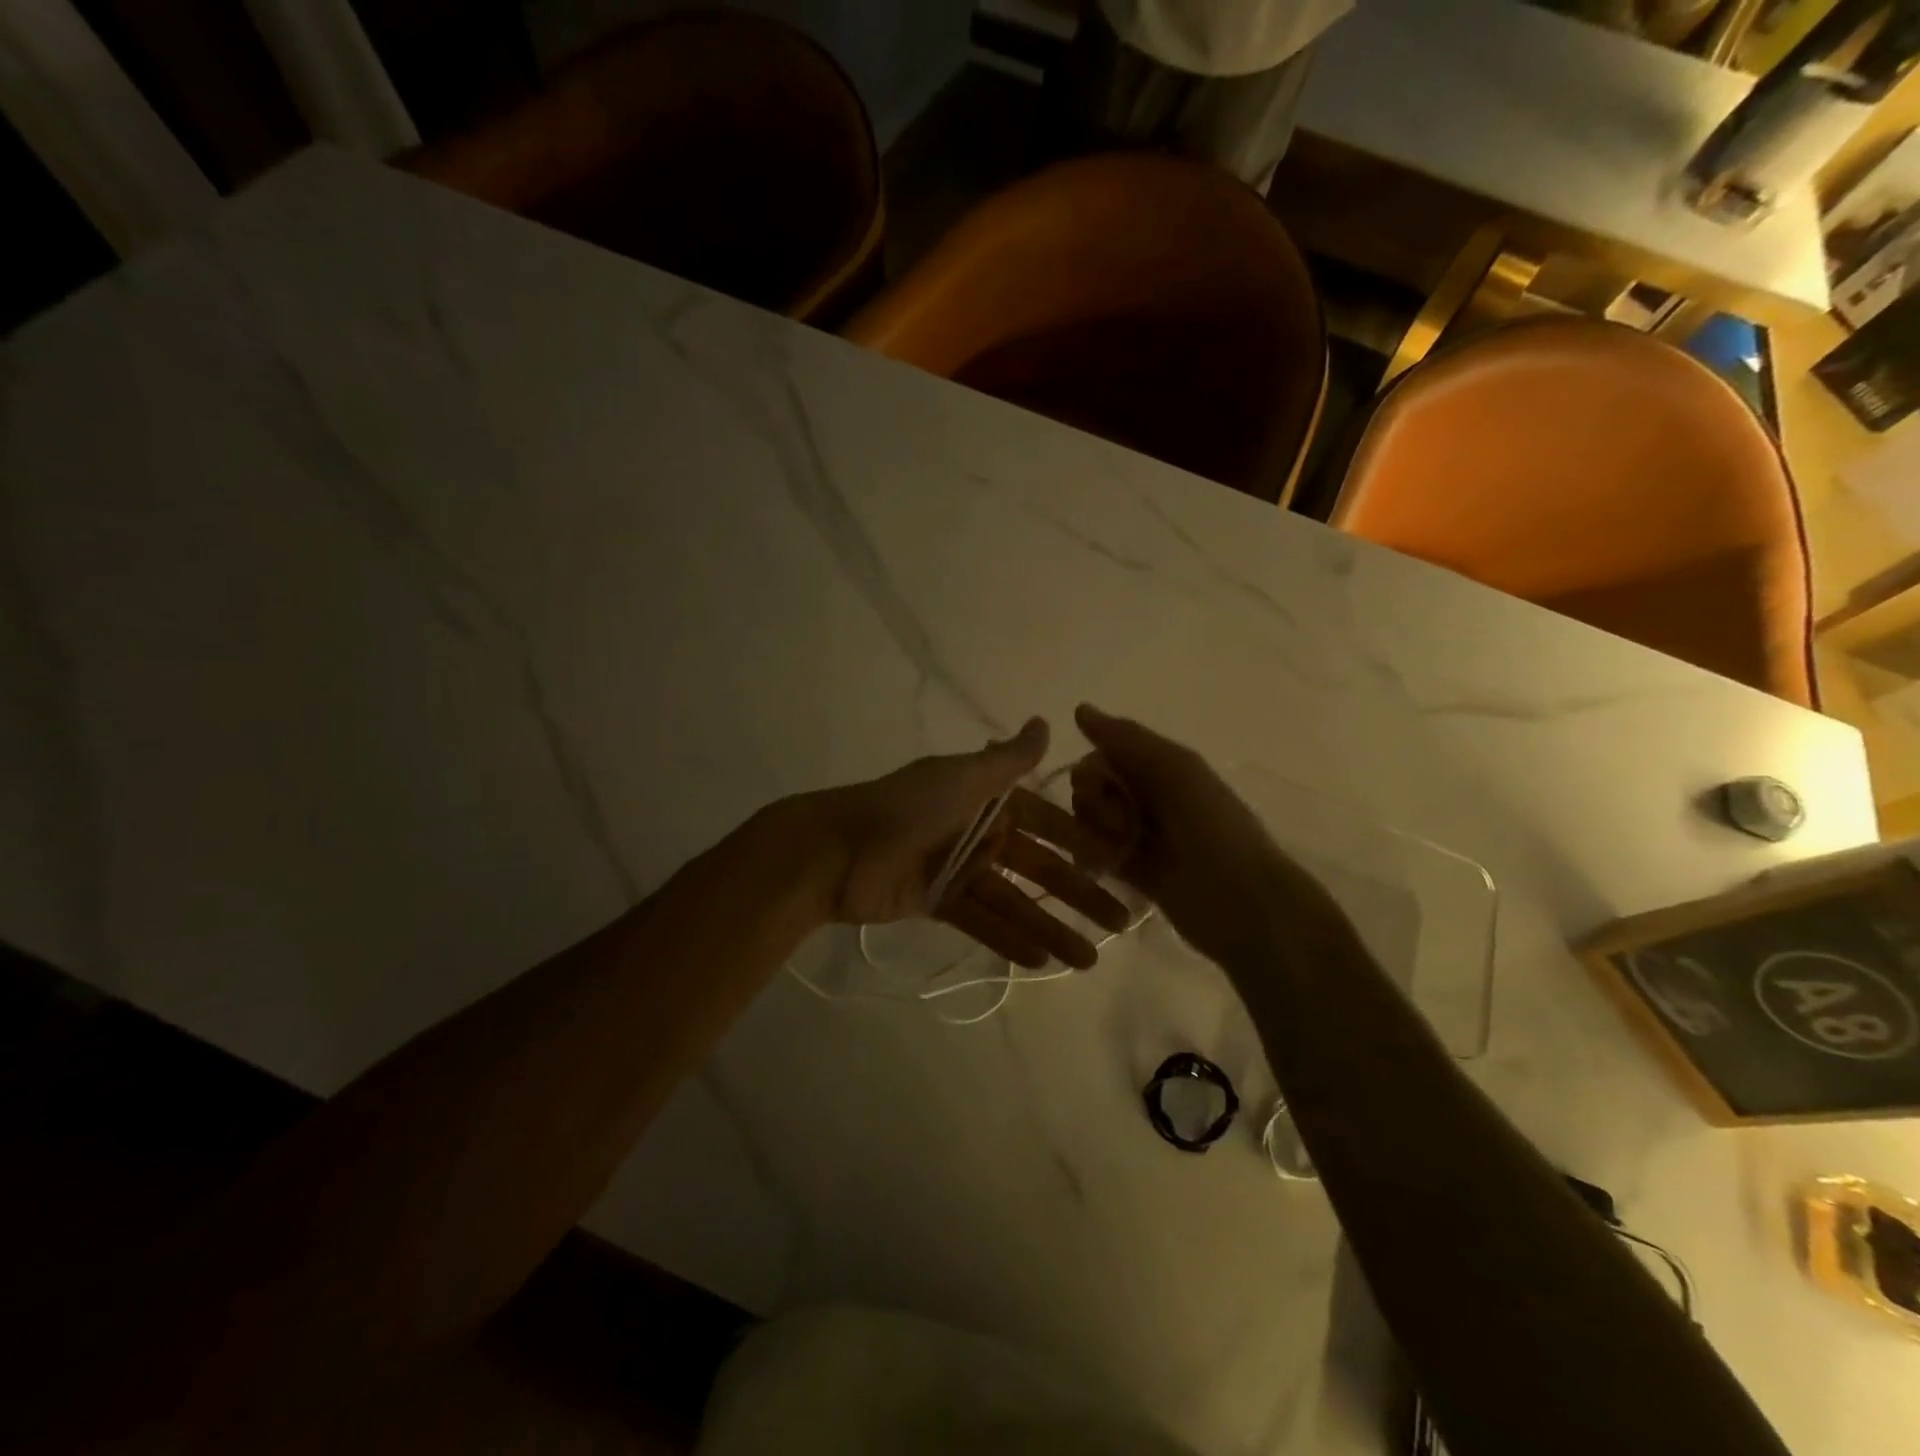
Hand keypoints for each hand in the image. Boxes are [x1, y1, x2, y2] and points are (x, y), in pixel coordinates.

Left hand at [804, 718, 1131, 969]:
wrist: (836, 851)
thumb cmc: (906, 808)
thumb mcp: (961, 778)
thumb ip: (1007, 760)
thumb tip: (1045, 722)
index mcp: (986, 800)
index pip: (1047, 822)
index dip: (1083, 842)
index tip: (1122, 862)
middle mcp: (978, 833)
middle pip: (1038, 867)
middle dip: (1078, 893)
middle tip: (1120, 922)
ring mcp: (959, 870)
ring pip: (1014, 901)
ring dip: (1050, 927)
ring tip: (1088, 961)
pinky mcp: (938, 902)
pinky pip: (981, 921)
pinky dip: (1009, 940)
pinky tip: (1042, 961)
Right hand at [1069, 704, 1340, 966]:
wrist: (1242, 899)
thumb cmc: (1212, 826)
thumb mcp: (1174, 769)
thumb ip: (1126, 739)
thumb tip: (1080, 708)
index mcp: (1160, 767)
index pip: (1102, 756)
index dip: (1093, 770)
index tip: (1102, 786)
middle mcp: (1147, 796)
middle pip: (1091, 789)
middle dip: (1093, 803)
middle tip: (1118, 823)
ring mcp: (1139, 835)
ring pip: (1090, 822)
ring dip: (1092, 833)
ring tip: (1115, 852)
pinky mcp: (1134, 873)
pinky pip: (1096, 855)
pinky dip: (1092, 857)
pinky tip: (1098, 867)